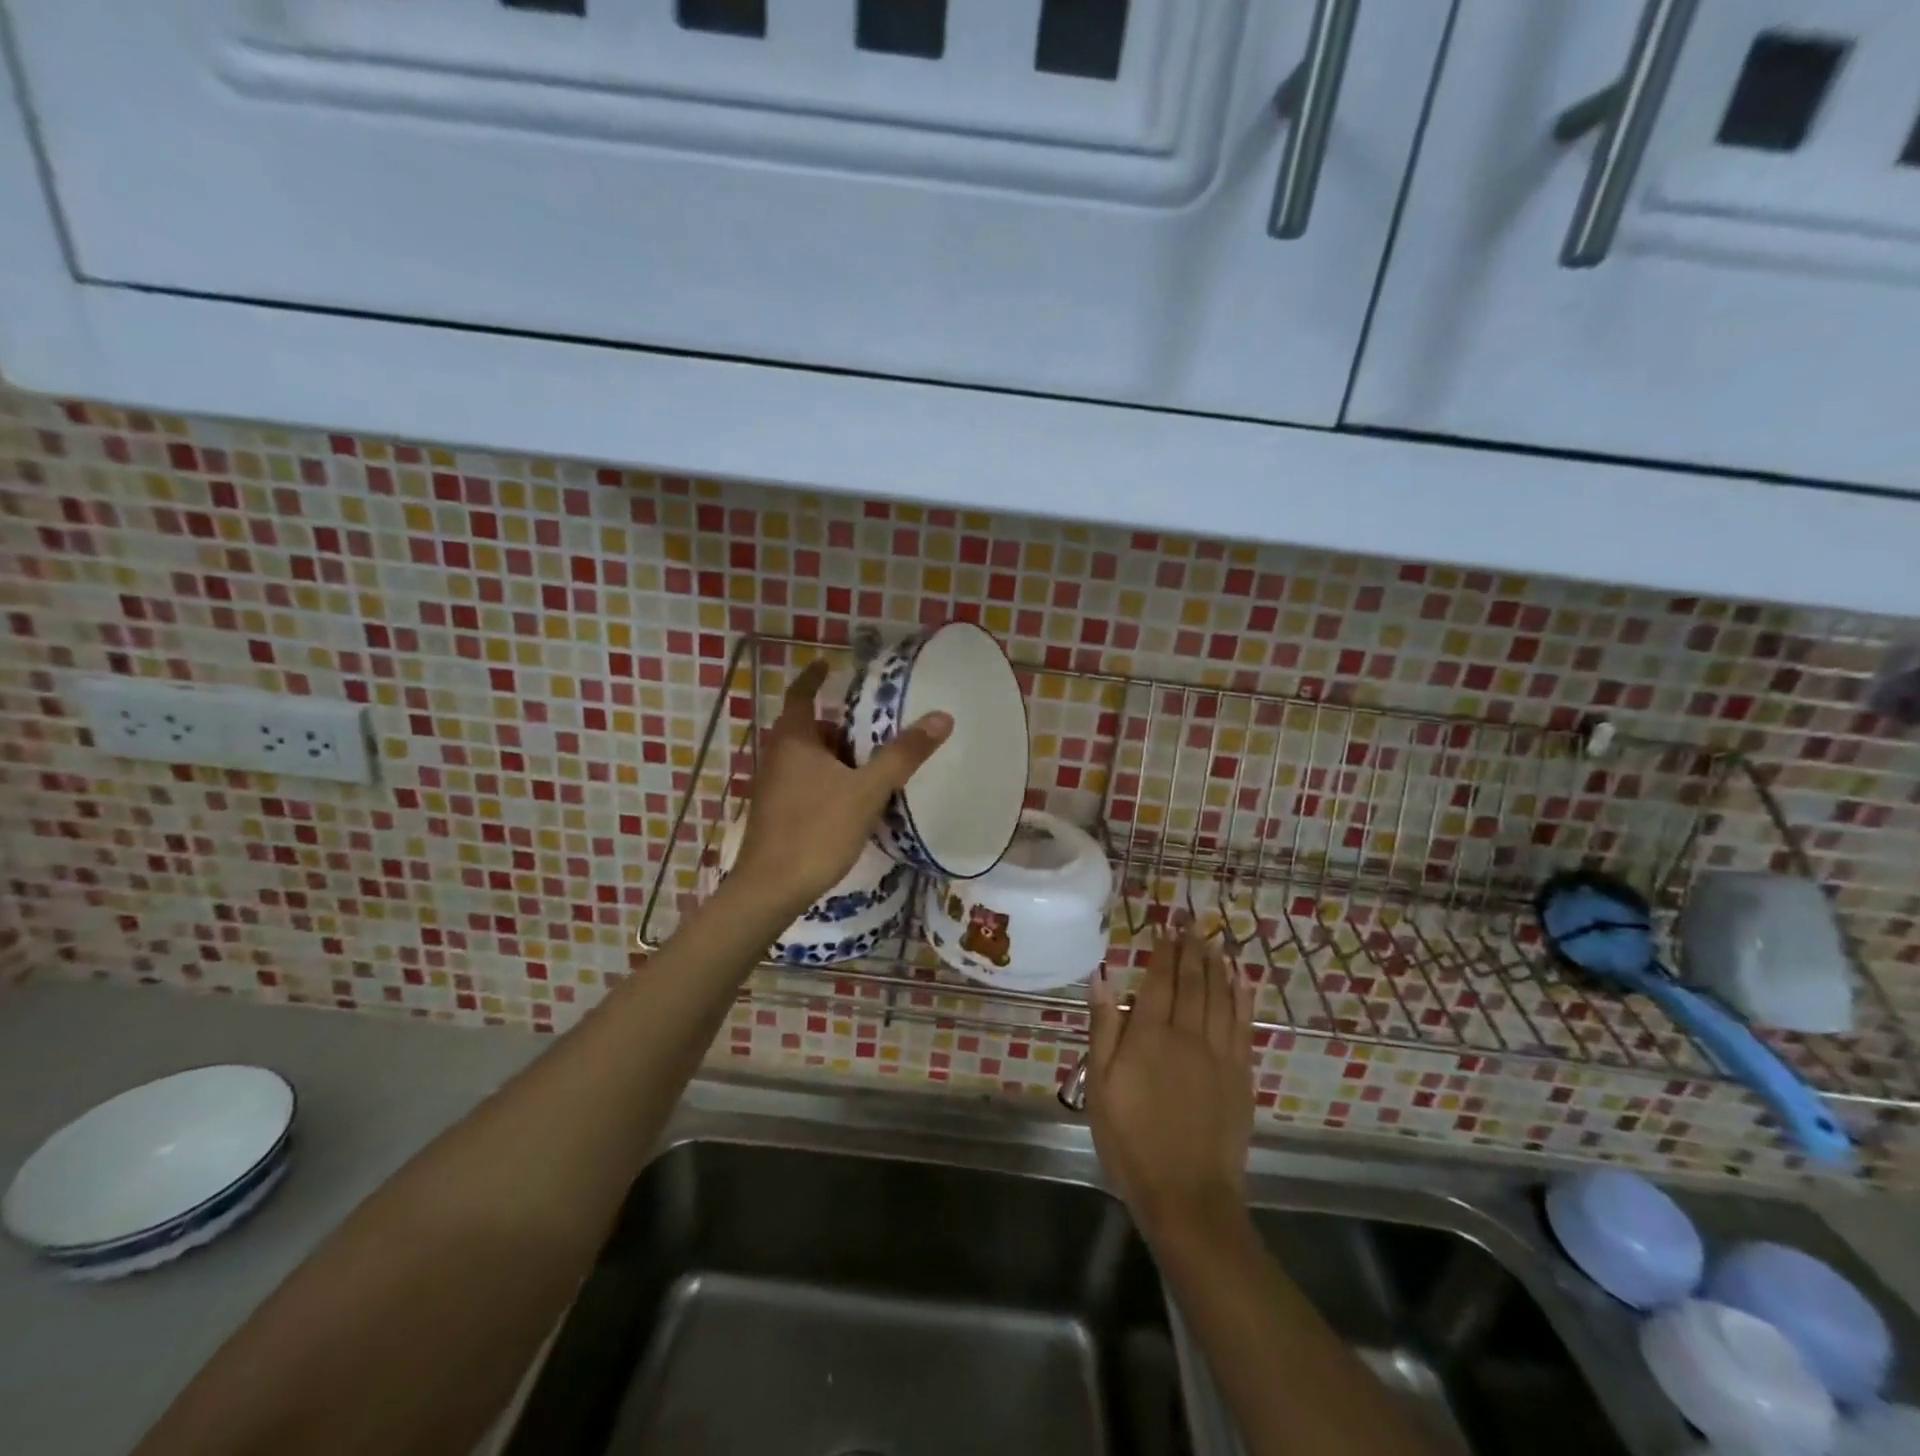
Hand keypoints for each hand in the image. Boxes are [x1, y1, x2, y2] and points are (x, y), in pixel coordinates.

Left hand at [729, 659, 951, 914]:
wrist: (772, 889)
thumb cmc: (817, 830)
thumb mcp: (867, 790)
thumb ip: (903, 754)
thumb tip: (942, 717)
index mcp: (793, 740)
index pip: (801, 695)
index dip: (813, 678)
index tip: (828, 665)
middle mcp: (777, 757)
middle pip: (808, 729)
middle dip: (838, 726)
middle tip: (872, 729)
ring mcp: (773, 787)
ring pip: (808, 759)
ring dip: (835, 756)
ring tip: (871, 766)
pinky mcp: (776, 813)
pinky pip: (805, 783)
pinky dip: (828, 780)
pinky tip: (852, 802)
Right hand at [1087, 932, 1253, 1240]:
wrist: (1187, 1196)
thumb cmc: (1131, 1142)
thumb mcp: (1100, 1087)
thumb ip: (1103, 1029)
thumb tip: (1102, 977)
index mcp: (1150, 1036)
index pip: (1159, 981)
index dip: (1162, 951)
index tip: (1164, 927)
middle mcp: (1188, 1034)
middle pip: (1192, 981)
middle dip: (1190, 948)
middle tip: (1189, 923)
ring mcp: (1220, 1054)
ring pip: (1220, 995)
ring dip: (1216, 964)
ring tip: (1213, 940)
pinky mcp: (1241, 1074)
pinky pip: (1243, 1023)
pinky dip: (1242, 995)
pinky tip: (1240, 978)